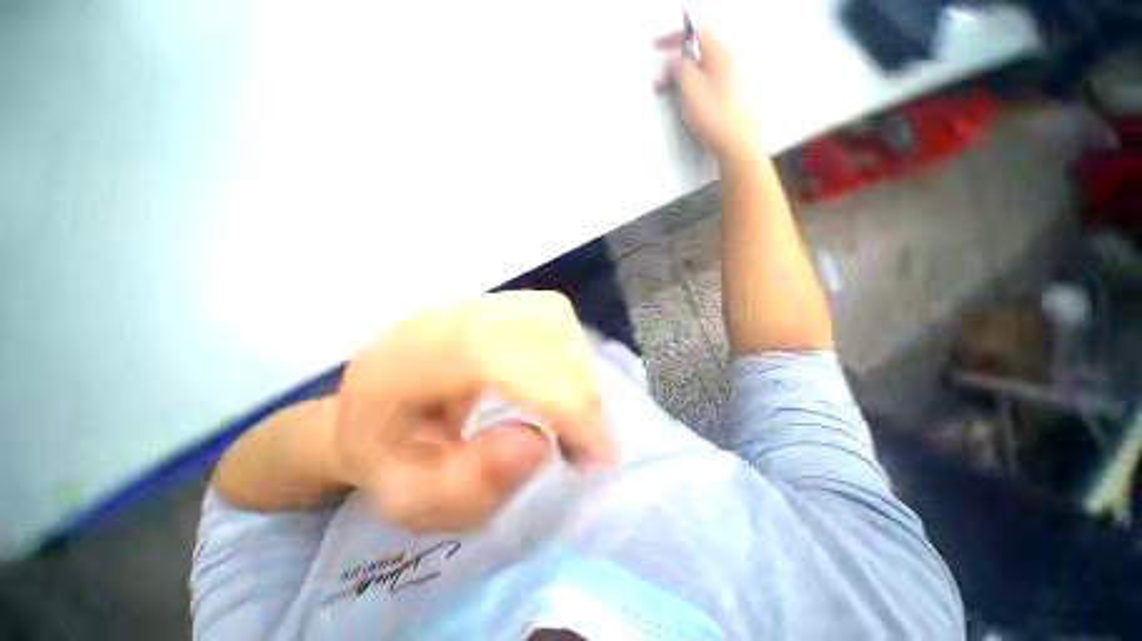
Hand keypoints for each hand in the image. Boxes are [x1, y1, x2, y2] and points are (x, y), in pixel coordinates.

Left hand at [324, 291, 614, 532]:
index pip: (498, 358)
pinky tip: (565, 385)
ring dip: (579, 368)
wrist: (371, 404)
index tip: (600, 451)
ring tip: (578, 415)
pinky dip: (572, 351)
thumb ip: (468, 486)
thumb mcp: (408, 500)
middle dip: (580, 388)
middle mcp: (443, 316)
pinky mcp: (495, 302)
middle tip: (589, 443)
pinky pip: (552, 315)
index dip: (560, 399)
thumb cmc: (385, 455)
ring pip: (553, 316)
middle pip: (538, 328)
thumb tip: (540, 444)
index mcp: (405, 361)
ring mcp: (473, 302)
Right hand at [655, 29, 763, 168]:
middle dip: (675, 63)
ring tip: (668, 93)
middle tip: (659, 80)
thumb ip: (680, 67)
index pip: (695, 34)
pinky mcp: (726, 99)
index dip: (674, 38)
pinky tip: (684, 103)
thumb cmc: (713, 113)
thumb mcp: (691, 87)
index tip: (656, 47)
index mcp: (719, 54)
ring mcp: (728, 82)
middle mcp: (726, 63)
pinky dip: (690, 89)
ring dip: (681, 78)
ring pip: (700, 72)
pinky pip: (704, 85)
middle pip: (697, 54)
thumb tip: (674, 60)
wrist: (735, 143)